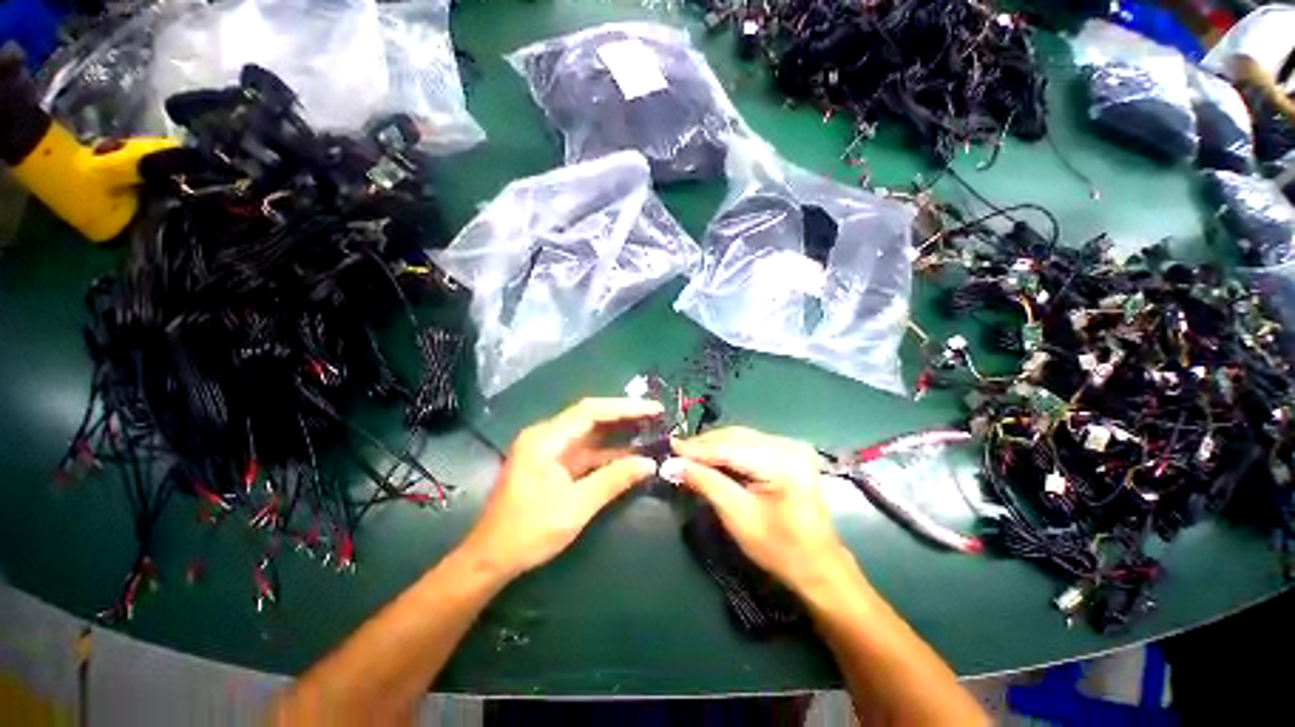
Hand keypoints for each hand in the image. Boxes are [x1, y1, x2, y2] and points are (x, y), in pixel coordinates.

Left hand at [460, 398, 661, 579]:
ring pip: (590, 432)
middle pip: (591, 416)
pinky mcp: (554, 463)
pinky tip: (630, 452)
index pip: (590, 411)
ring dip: (618, 431)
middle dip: (624, 415)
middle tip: (656, 415)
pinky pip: (586, 450)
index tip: (653, 408)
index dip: (624, 407)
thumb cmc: (528, 532)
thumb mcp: (575, 507)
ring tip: (649, 428)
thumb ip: (613, 480)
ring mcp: (550, 449)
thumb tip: (649, 463)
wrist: (490, 559)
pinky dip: (608, 451)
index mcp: (545, 439)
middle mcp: (546, 436)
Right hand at [670, 427, 854, 595]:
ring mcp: (791, 446)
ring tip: (688, 455)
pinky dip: (727, 450)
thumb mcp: (737, 516)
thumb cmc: (780, 548)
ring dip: (713, 446)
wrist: (818, 566)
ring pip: (740, 438)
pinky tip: (711, 458)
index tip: (669, 448)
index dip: (696, 448)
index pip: (729, 448)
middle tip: (675, 453)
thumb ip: (706, 483)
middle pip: (735, 437)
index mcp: (783, 461)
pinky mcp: (789, 452)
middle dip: (703, 445)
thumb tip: (672, 464)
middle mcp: (789, 444)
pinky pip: (750, 444)